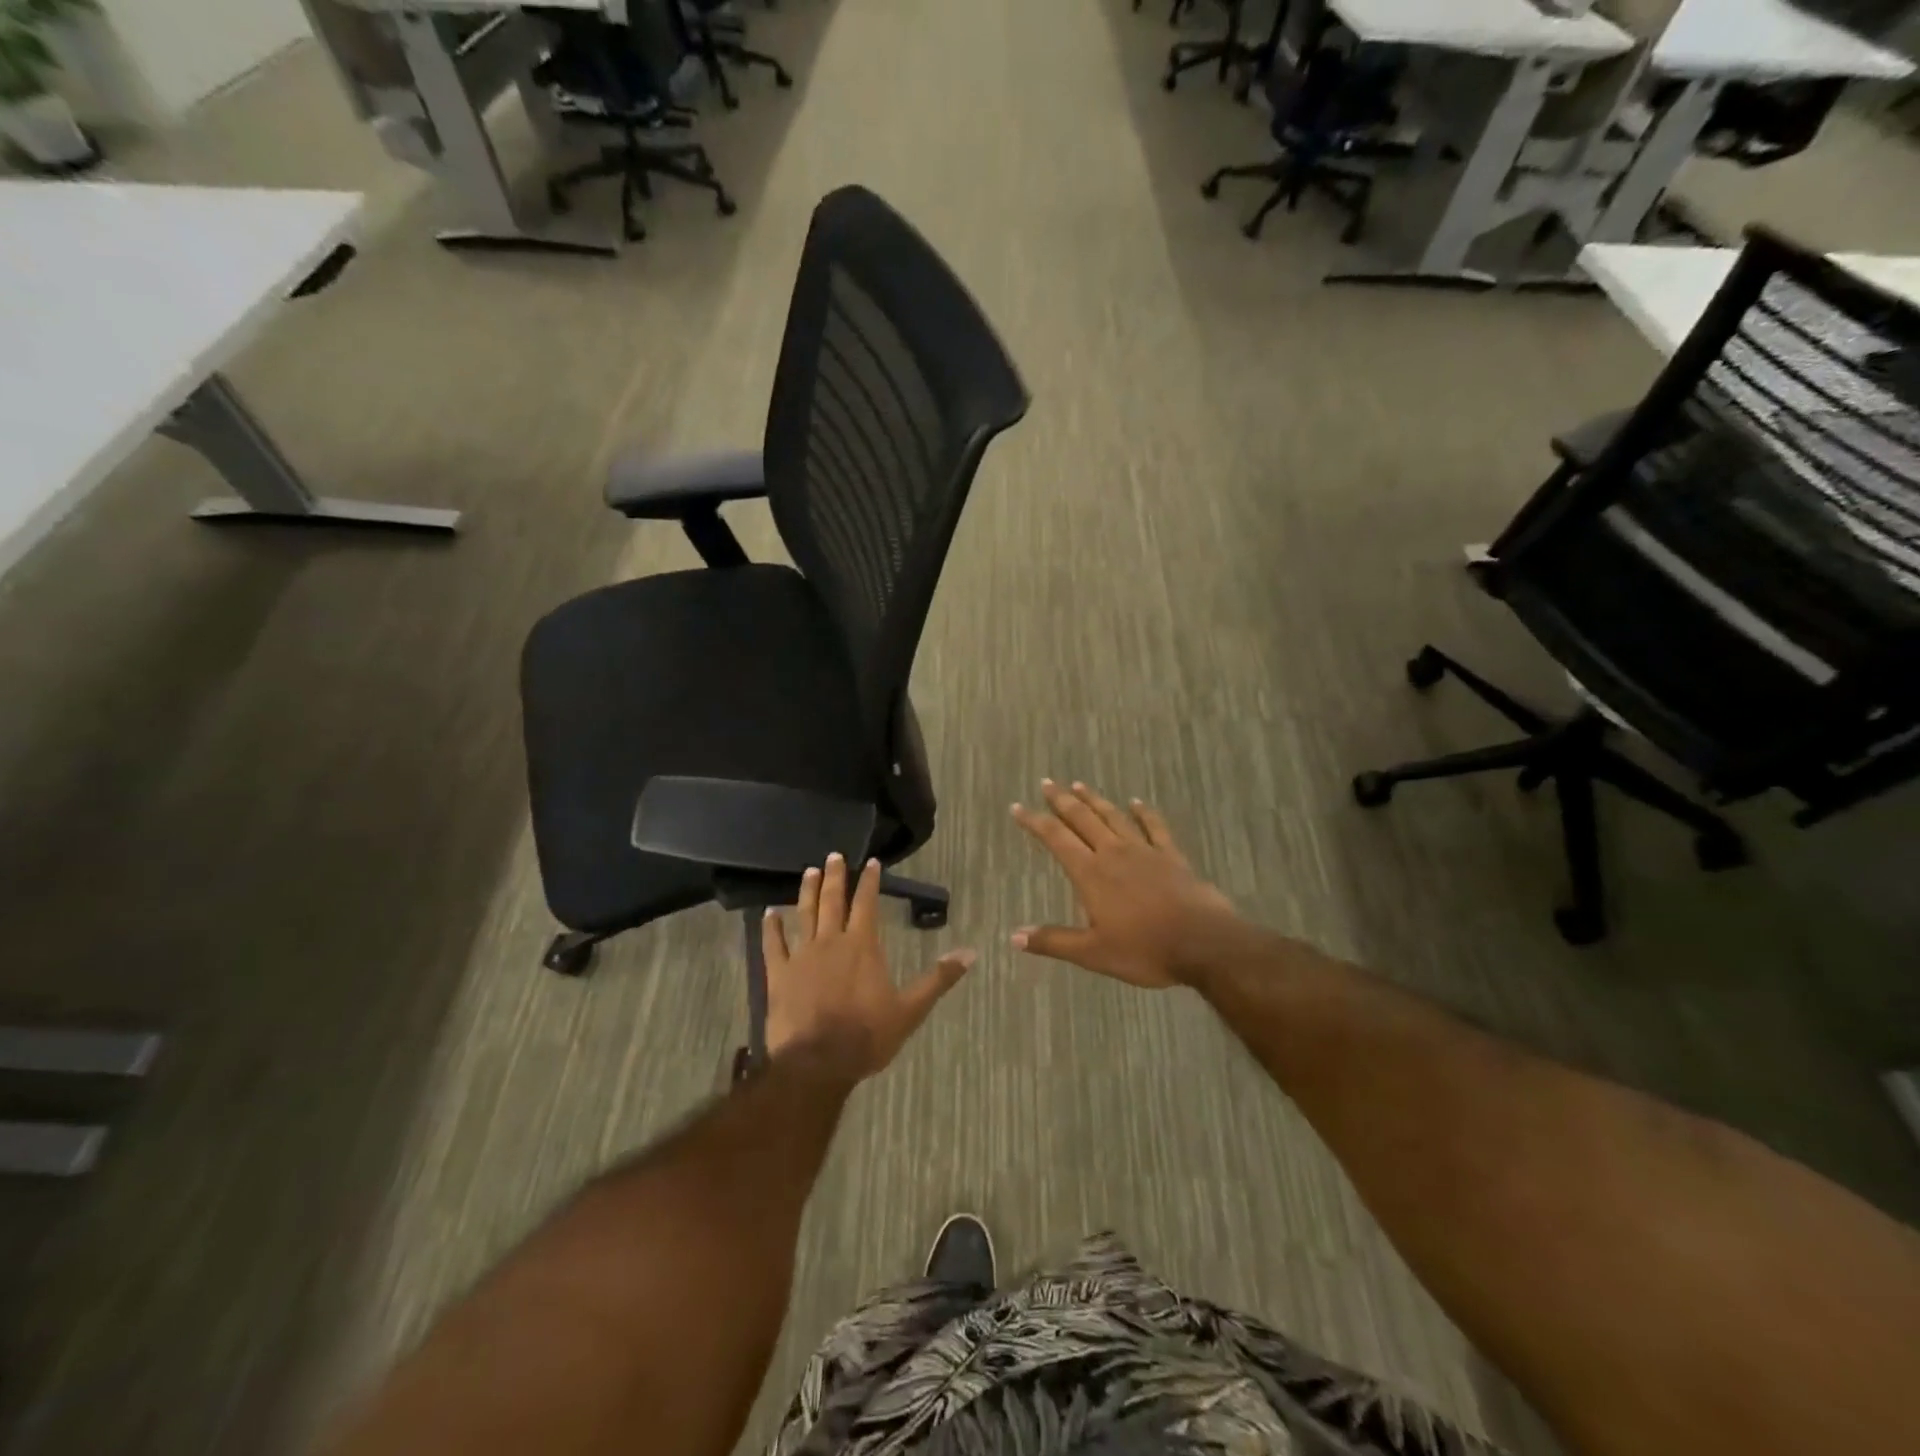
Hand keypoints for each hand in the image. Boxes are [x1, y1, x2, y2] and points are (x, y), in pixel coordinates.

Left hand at [763, 854, 974, 1079]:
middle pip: (833, 901)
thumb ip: (938, 979)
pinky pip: (773, 945)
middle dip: (836, 876)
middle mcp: (831, 941)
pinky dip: (771, 928)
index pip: (867, 903)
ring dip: (807, 891)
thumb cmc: (867, 1036)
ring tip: (810, 872)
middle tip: (834, 855)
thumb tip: (970, 953)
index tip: (870, 862)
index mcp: (863, 946)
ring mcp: (802, 956)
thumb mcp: (911, 1010)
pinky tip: (768, 913)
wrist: (818, 1063)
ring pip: (804, 914)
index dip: (869, 881)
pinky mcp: (778, 974)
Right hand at [1010, 781, 1238, 988]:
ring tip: (1080, 785)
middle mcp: (1113, 853)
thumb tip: (1013, 937)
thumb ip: (1053, 941)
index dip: (1035, 821)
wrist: (1203, 943)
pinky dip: (1143, 812)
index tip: (1018, 807)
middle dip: (1062, 800)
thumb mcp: (1093, 953)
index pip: (1056, 838)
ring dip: (1095, 800)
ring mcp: (1144, 851)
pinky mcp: (1171, 856)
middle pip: (1082, 819)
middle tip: (1047, 783)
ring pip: (1113, 816)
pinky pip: (1154, 826)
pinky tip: (1136, 802)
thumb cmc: (1145, 949)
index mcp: (1090, 873)